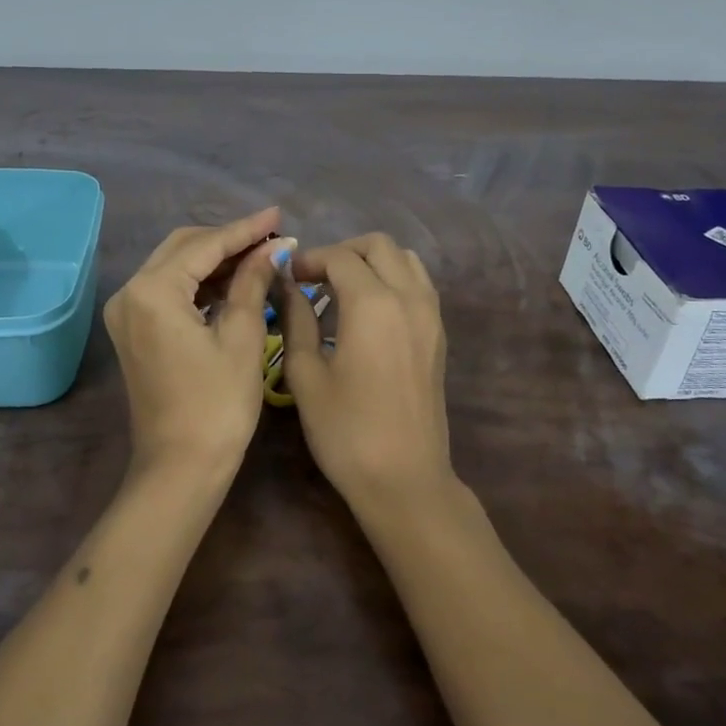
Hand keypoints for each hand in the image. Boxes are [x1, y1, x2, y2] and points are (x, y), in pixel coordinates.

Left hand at [103, 207, 290, 479]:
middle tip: (272, 236)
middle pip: (183, 248)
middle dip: (228, 240)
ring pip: (175, 267)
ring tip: (261, 255)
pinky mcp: (134, 330)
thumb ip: (252, 281)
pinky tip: (235, 281)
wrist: (180, 469)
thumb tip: (273, 247)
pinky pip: (169, 291)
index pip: (205, 245)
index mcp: (152, 291)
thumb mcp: (241, 337)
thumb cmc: (217, 405)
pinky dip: (201, 283)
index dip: (245, 229)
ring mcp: (127, 312)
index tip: (278, 215)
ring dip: (215, 260)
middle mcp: (130, 292)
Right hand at [278, 232, 452, 509]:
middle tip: (313, 278)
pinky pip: (418, 284)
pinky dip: (393, 279)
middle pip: (378, 245)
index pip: (339, 257)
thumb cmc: (346, 431)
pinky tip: (368, 310)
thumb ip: (296, 320)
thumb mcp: (306, 374)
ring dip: (371, 262)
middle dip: (342, 251)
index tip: (287, 278)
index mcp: (373, 303)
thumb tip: (287, 286)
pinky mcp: (438, 333)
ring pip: (404, 259)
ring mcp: (430, 314)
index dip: (309, 260)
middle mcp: (408, 297)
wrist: (404, 479)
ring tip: (341, 290)